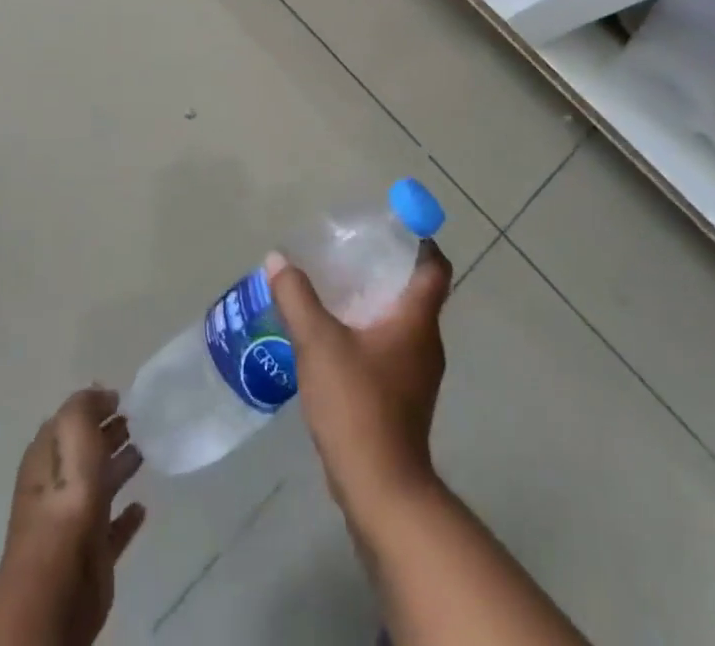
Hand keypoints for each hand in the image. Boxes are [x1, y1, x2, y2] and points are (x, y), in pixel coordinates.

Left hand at [0, 387, 146, 645]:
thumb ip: (85, 405)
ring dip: (119, 468)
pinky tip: (142, 507)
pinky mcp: (94, 554)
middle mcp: (57, 485)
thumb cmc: (65, 493)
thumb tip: (103, 395)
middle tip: (137, 419)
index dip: (92, 408)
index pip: (69, 423)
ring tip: (145, 451)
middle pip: (85, 453)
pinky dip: (127, 517)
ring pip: (101, 486)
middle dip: (107, 434)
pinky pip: (113, 529)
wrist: (60, 577)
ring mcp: (75, 521)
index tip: (120, 397)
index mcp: (47, 455)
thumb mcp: (73, 428)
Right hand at [267, 241, 451, 512]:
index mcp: (416, 320)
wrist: (381, 489)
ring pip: (402, 322)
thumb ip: (297, 297)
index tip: (392, 226)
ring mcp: (418, 374)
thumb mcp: (318, 343)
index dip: (420, 241)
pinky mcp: (405, 399)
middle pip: (416, 292)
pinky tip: (336, 338)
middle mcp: (426, 342)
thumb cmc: (357, 404)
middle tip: (350, 254)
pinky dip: (370, 333)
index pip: (435, 267)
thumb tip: (278, 259)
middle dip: (387, 269)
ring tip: (336, 291)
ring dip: (376, 302)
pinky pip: (391, 349)